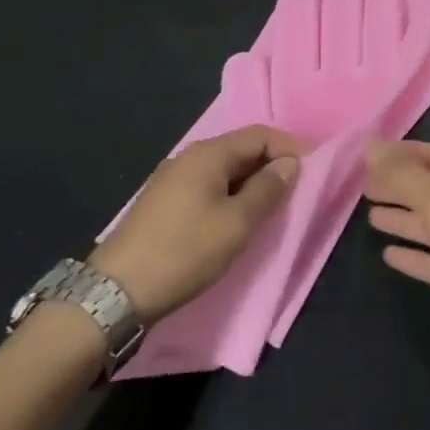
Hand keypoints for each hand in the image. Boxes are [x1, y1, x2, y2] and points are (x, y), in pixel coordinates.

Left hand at [90, 126, 304, 321]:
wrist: (114, 294)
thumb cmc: (184, 252)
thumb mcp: (237, 223)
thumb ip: (267, 189)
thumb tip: (290, 164)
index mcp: (208, 154)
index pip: (260, 135)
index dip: (289, 146)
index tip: (314, 166)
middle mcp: (189, 158)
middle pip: (241, 148)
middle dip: (271, 163)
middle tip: (297, 186)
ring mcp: (172, 180)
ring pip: (224, 169)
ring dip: (251, 180)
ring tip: (273, 203)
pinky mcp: (163, 204)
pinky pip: (208, 186)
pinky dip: (231, 193)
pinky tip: (238, 216)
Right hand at [365, 141, 429, 341]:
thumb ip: (402, 176)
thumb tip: (369, 144)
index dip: (402, 152)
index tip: (369, 154)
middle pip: (426, 189)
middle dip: (397, 185)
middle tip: (362, 186)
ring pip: (426, 224)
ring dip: (400, 218)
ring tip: (369, 215)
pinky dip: (410, 255)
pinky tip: (387, 254)